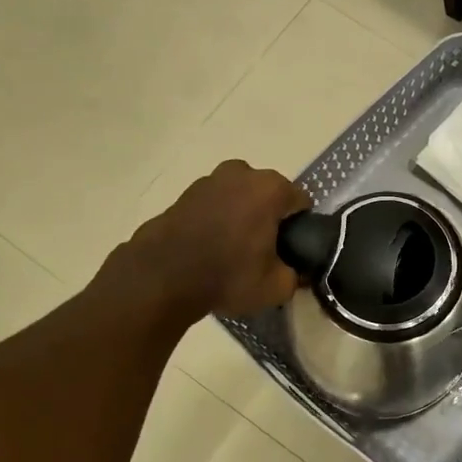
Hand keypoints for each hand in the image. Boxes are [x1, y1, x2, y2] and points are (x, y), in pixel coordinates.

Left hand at [121, 161, 309, 318]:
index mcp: (271, 189)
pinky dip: (216, 219)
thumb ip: (295, 276)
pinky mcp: (184, 193)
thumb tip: (294, 272)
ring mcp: (209, 180)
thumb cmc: (227, 275)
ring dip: (241, 216)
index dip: (299, 228)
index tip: (290, 250)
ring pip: (239, 197)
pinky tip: (210, 247)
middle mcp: (242, 173)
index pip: (301, 203)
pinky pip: (213, 205)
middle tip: (263, 251)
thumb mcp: (275, 287)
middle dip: (269, 217)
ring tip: (233, 250)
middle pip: (268, 195)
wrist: (161, 277)